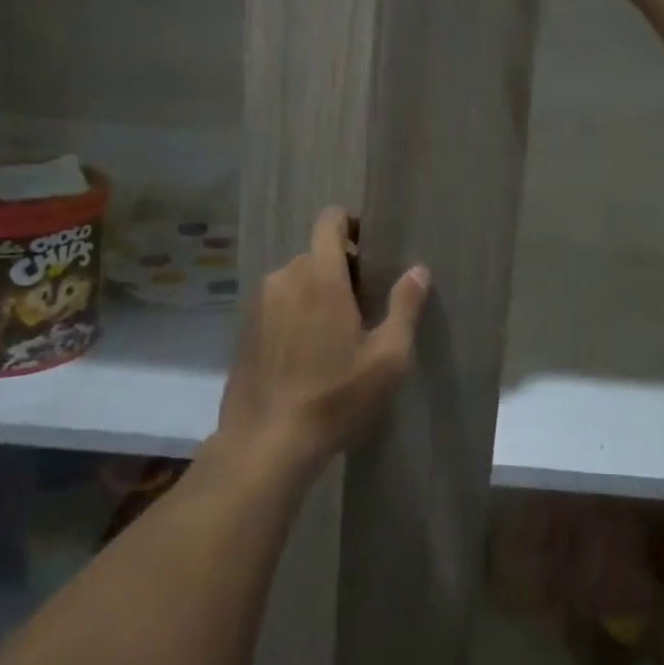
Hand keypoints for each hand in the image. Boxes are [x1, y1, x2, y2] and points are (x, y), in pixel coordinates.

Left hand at [217, 207, 429, 474]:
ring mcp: (259, 303)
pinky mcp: (245, 328)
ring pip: (296, 279)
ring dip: (317, 291)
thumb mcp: (387, 357)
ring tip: (337, 331)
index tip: (372, 250)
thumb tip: (418, 270)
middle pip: (317, 253)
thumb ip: (405, 306)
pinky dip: (295, 312)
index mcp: (320, 275)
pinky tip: (308, 351)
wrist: (265, 443)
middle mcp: (285, 277)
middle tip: (365, 304)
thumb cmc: (335, 396)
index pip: (330, 221)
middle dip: (342, 268)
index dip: (352, 224)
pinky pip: (278, 303)